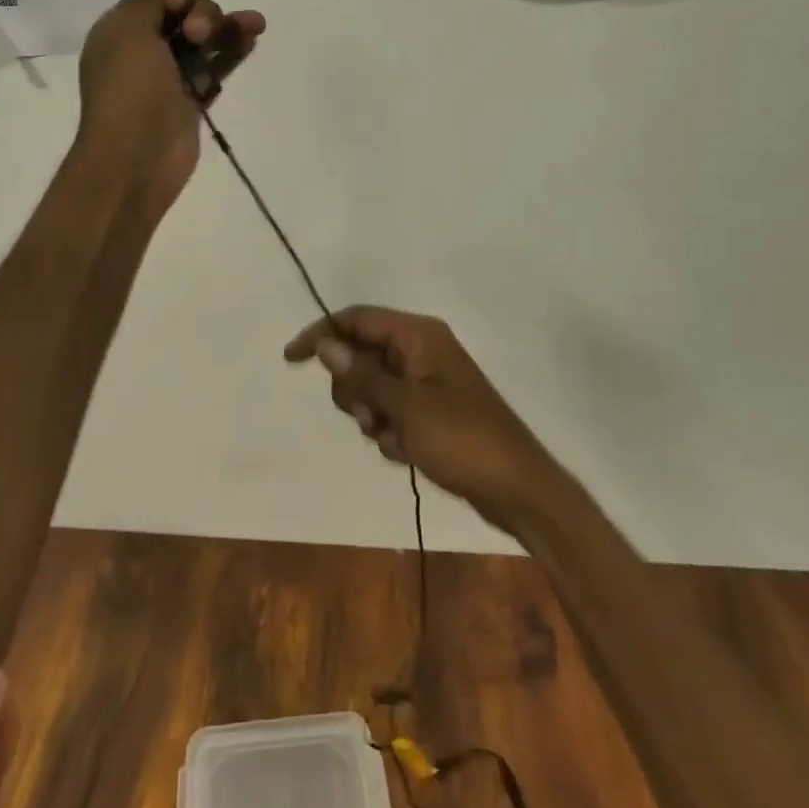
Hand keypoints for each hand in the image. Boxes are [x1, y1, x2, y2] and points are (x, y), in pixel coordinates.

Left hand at [75, 0, 264, 214]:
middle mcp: (146, 47)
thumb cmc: (127, 90)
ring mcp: (172, 74)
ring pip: (206, 38)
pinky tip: (253, 37)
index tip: (178, 5)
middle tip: (198, 35)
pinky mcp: (194, 97)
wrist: (135, 159)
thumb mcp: (130, 32)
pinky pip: (217, 66)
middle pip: (186, 12)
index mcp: (123, 28)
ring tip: (254, 24)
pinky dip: (234, 51)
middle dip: (202, 13)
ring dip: (227, 27)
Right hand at [285, 307, 560, 530]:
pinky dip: (392, 432)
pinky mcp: (432, 410)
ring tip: (396, 440)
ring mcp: (427, 381)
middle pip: (361, 355)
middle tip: (371, 418)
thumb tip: (325, 343)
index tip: (291, 359)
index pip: (357, 319)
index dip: (321, 334)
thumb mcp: (404, 407)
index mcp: (418, 335)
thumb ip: (361, 374)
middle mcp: (421, 349)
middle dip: (354, 389)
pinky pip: (392, 411)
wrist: (517, 488)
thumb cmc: (461, 439)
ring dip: (373, 416)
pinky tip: (411, 453)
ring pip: (372, 387)